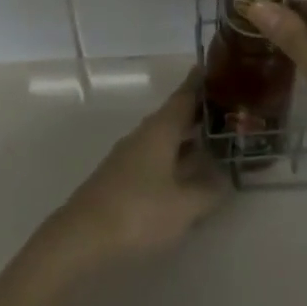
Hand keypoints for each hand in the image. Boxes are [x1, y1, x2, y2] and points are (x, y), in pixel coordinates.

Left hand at [48, 71, 227, 269]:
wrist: (81, 237)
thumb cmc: (138, 212)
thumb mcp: (183, 206)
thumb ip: (208, 191)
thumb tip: (225, 177)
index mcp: (161, 129)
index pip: (184, 96)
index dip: (199, 83)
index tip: (214, 68)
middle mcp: (144, 134)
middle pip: (174, 115)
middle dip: (197, 112)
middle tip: (225, 109)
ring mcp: (130, 156)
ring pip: (164, 138)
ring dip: (186, 137)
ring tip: (211, 141)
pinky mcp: (121, 178)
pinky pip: (155, 156)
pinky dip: (173, 157)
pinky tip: (184, 174)